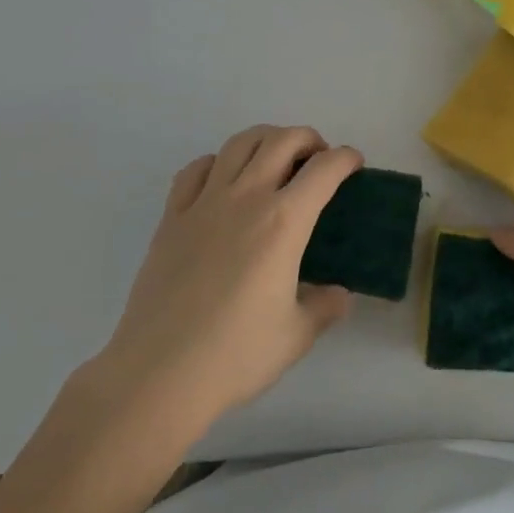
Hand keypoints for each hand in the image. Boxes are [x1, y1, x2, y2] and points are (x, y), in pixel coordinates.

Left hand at [86, 126, 360, 438]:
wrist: (159, 373)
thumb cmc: (235, 354)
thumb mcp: (296, 336)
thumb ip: (324, 307)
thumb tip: (339, 294)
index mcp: (284, 222)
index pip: (324, 170)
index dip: (346, 158)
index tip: (354, 165)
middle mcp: (246, 198)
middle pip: (282, 140)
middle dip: (309, 139)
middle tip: (318, 160)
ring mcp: (204, 203)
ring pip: (240, 143)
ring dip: (266, 139)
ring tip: (275, 159)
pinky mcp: (172, 217)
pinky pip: (196, 169)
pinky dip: (218, 162)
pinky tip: (224, 180)